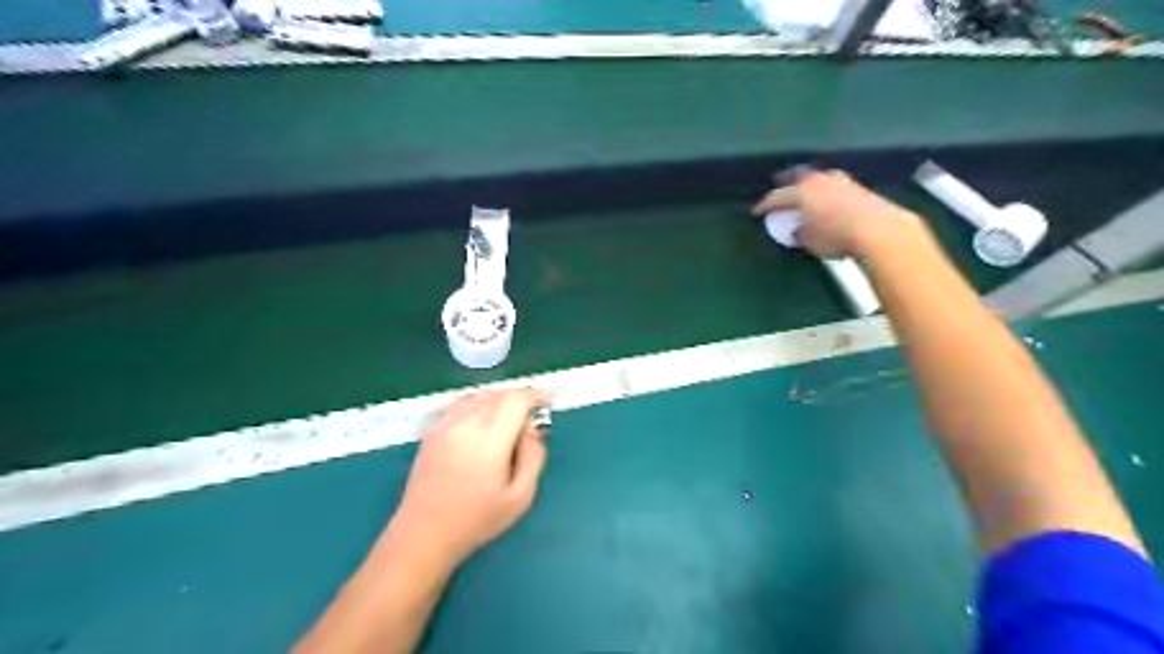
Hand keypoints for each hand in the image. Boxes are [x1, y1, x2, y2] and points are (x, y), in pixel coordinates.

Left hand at [386, 388, 552, 567]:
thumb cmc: (477, 520)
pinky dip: (479, 402)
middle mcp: (466, 422)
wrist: (424, 534)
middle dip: (520, 397)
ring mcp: (446, 424)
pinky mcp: (433, 431)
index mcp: (490, 438)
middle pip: (498, 394)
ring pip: (479, 395)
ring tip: (510, 416)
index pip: (516, 400)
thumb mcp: (520, 496)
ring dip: (499, 398)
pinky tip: (484, 420)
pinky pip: (461, 404)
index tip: (548, 399)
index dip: (535, 394)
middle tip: (532, 414)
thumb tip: (533, 430)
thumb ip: (534, 457)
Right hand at [751, 172, 922, 257]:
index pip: (777, 197)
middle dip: (786, 182)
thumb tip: (797, 230)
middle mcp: (819, 181)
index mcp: (801, 193)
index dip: (765, 204)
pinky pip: (833, 183)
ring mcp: (840, 180)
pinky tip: (827, 196)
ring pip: (817, 177)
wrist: (878, 229)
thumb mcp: (811, 241)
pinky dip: (825, 188)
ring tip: (804, 190)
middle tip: (779, 186)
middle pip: (797, 177)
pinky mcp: (858, 186)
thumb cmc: (836, 237)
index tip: (757, 211)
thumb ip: (800, 233)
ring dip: (808, 183)